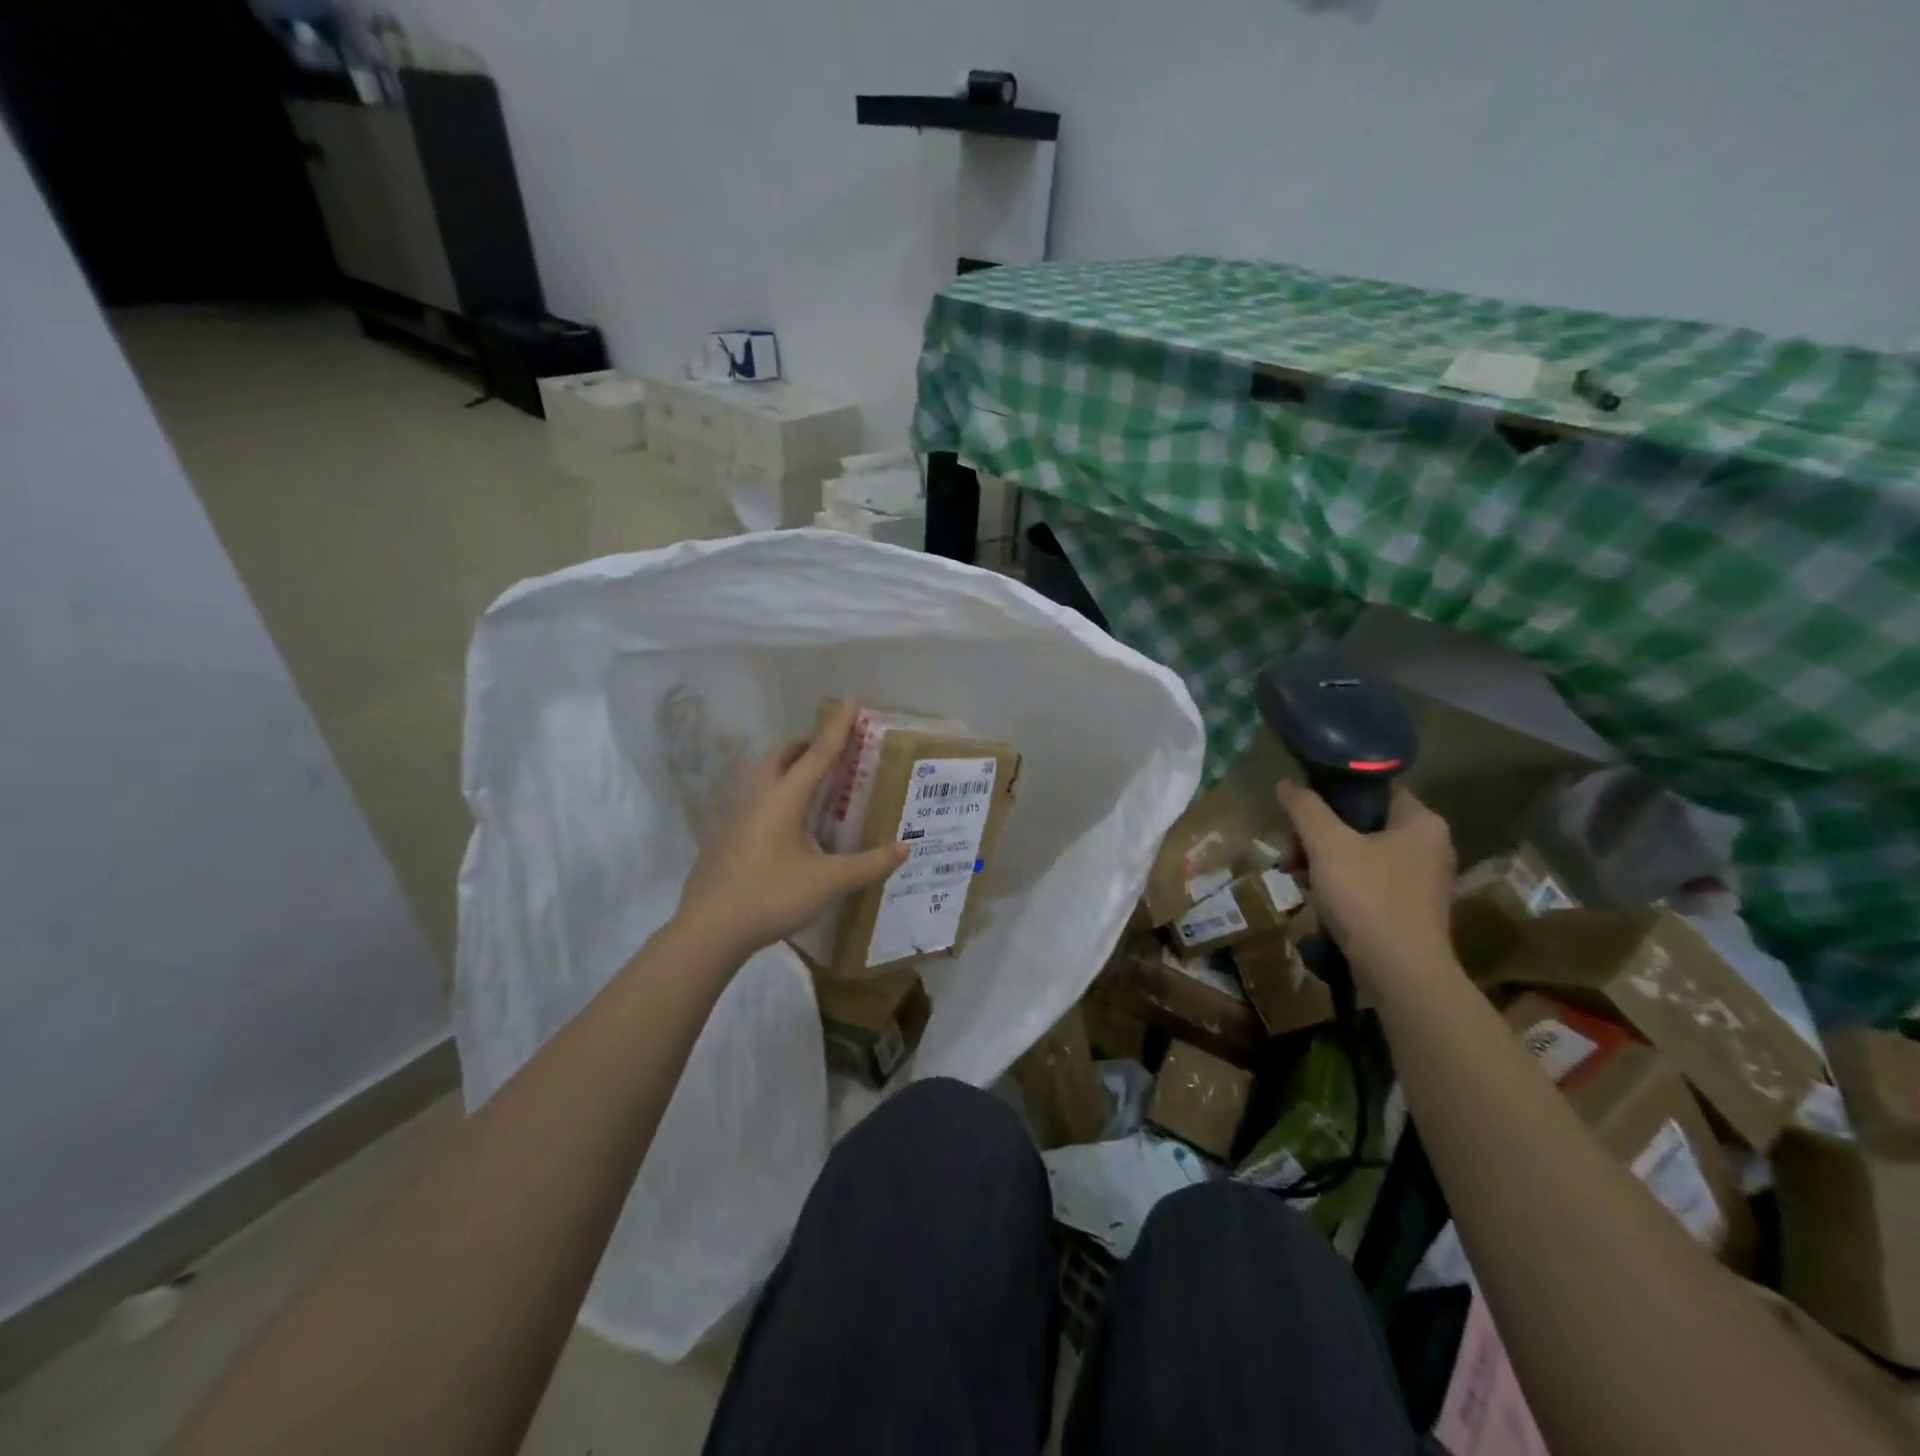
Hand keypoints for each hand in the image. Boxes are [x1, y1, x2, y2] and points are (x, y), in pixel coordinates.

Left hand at [674, 700, 908, 962]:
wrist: (708, 930)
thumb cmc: (771, 896)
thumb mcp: (828, 882)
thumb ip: (869, 864)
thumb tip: (904, 848)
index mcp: (784, 798)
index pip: (818, 753)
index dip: (838, 727)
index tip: (850, 699)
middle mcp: (757, 797)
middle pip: (780, 755)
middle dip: (805, 745)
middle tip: (829, 752)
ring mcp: (734, 816)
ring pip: (761, 775)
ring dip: (785, 768)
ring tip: (810, 787)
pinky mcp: (723, 837)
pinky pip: (752, 799)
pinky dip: (773, 795)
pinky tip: (784, 827)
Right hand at [1276, 781, 1457, 992]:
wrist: (1401, 975)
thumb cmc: (1367, 898)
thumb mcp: (1327, 845)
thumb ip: (1305, 808)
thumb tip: (1287, 783)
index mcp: (1421, 822)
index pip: (1373, 787)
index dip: (1332, 791)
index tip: (1300, 808)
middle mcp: (1429, 846)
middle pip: (1361, 822)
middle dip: (1317, 834)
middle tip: (1290, 851)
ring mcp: (1421, 880)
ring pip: (1360, 853)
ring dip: (1322, 859)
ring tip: (1295, 876)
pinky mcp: (1409, 908)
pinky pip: (1367, 880)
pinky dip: (1339, 883)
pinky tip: (1315, 896)